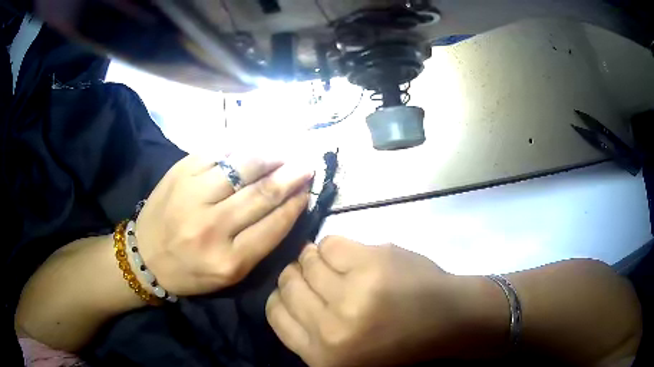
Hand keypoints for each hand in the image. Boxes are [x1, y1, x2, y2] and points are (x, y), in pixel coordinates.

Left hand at [135, 155, 312, 295]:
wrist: (145, 257)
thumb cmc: (190, 271)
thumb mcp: (229, 274)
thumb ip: (258, 245)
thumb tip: (285, 206)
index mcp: (229, 261)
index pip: (274, 225)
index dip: (296, 204)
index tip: (308, 190)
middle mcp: (211, 228)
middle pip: (262, 193)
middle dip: (290, 176)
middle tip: (306, 165)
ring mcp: (192, 195)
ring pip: (242, 166)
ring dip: (269, 156)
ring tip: (283, 153)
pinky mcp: (179, 173)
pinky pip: (217, 152)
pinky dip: (239, 147)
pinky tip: (252, 147)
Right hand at [266, 236, 507, 366]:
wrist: (448, 321)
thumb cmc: (397, 343)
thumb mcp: (344, 355)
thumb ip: (311, 332)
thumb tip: (286, 293)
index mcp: (322, 356)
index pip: (275, 314)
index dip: (282, 297)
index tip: (296, 291)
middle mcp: (331, 328)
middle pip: (289, 283)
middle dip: (298, 275)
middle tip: (319, 275)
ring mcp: (353, 294)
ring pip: (308, 260)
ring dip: (317, 258)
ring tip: (338, 265)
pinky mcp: (372, 263)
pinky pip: (332, 243)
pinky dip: (337, 246)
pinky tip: (354, 256)